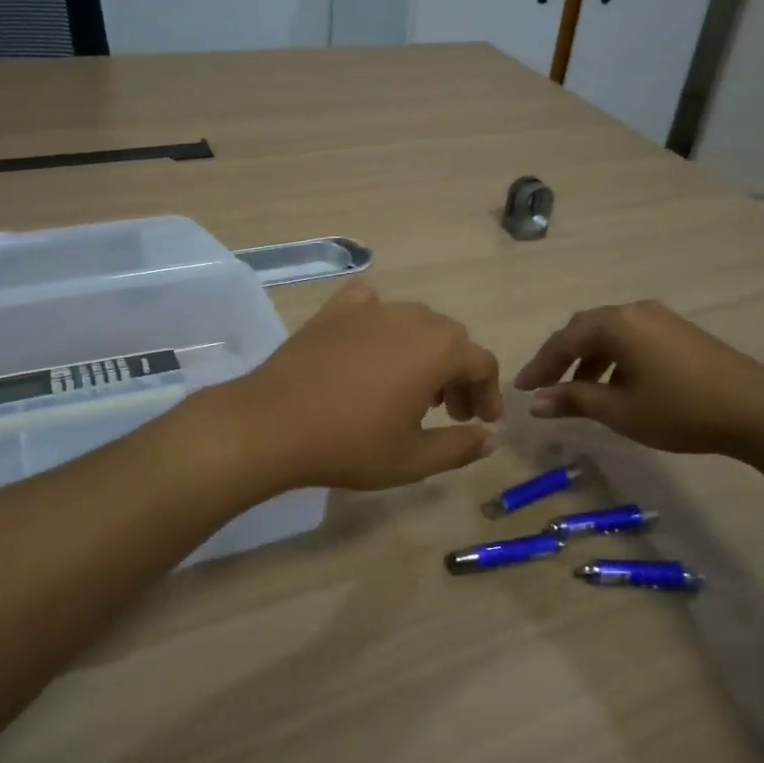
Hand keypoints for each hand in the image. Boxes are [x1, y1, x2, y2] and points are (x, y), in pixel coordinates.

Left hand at [224, 280, 500, 490]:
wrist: (273, 423)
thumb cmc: (351, 444)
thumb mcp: (413, 458)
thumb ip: (459, 447)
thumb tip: (489, 438)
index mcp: (439, 349)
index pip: (482, 363)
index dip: (489, 393)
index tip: (483, 421)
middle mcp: (412, 317)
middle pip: (451, 339)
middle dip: (458, 375)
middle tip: (450, 411)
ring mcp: (371, 309)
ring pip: (414, 322)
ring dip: (424, 351)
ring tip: (411, 387)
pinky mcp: (335, 310)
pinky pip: (369, 304)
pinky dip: (380, 321)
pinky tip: (371, 343)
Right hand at [513, 300, 763, 459]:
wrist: (758, 410)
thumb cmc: (680, 410)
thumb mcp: (620, 411)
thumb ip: (574, 400)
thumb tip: (535, 401)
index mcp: (615, 324)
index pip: (563, 341)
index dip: (539, 366)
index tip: (521, 390)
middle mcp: (634, 310)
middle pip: (584, 330)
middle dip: (561, 359)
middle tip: (545, 388)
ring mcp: (660, 318)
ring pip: (609, 334)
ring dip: (588, 360)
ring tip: (579, 393)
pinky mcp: (679, 331)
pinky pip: (632, 338)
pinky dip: (614, 358)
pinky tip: (617, 385)